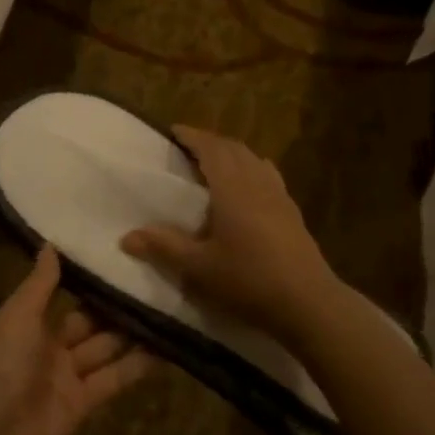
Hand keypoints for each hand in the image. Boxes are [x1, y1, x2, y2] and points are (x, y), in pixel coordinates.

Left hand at [0, 247, 156, 434]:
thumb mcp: (15, 316)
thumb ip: (39, 284)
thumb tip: (50, 244)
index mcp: (24, 323)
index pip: (58, 294)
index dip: (83, 278)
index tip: (114, 254)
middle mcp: (46, 347)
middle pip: (87, 321)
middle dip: (113, 304)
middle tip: (151, 276)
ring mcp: (66, 377)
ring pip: (105, 348)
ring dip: (131, 331)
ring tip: (166, 304)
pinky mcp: (86, 404)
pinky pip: (115, 378)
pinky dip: (138, 365)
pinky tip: (167, 346)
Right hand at [120, 125, 340, 342]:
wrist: (308, 303)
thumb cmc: (249, 280)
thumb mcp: (199, 267)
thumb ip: (163, 247)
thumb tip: (126, 237)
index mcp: (232, 187)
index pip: (211, 148)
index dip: (192, 136)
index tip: (173, 131)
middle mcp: (257, 182)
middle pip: (233, 148)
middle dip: (210, 142)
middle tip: (187, 148)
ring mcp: (279, 195)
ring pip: (253, 159)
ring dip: (232, 154)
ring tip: (213, 164)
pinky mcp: (292, 211)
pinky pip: (268, 175)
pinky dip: (251, 169)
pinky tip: (247, 188)